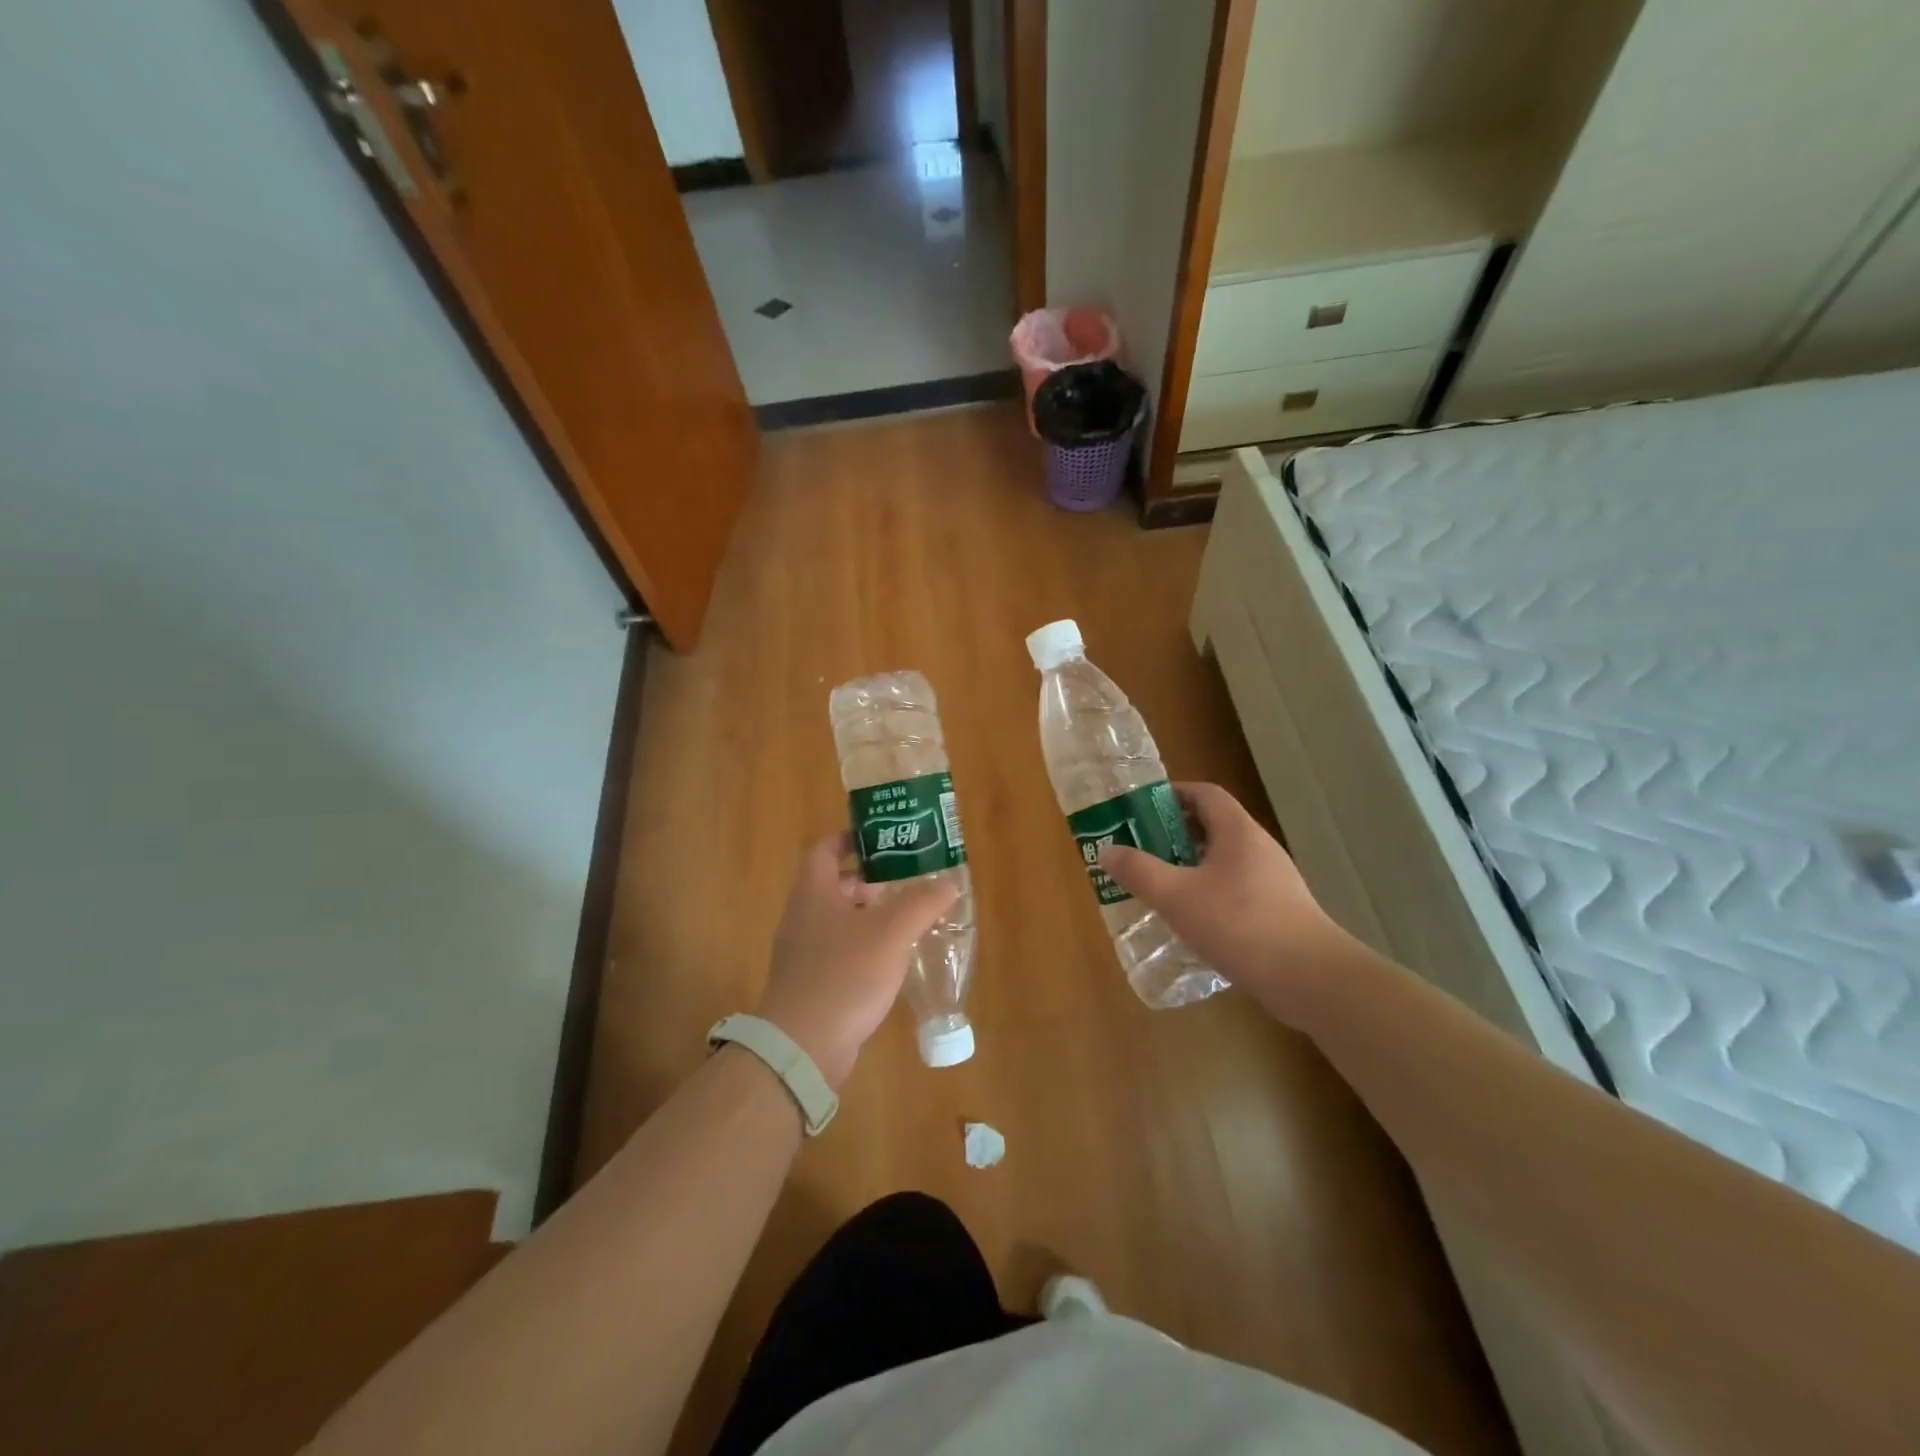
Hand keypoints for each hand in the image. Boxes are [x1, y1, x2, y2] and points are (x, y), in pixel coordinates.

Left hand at [755, 834, 961, 1089]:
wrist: (802, 1046)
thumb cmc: (845, 975)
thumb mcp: (892, 932)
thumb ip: (922, 902)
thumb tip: (948, 882)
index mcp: (813, 893)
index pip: (824, 849)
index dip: (850, 839)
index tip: (880, 841)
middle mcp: (802, 917)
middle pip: (833, 884)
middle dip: (868, 880)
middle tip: (903, 882)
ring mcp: (802, 953)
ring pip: (837, 920)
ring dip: (868, 915)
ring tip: (905, 919)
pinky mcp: (810, 983)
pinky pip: (837, 951)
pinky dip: (862, 946)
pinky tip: (890, 961)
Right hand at [1099, 782, 1347, 1025]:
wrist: (1310, 979)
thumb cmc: (1240, 925)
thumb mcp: (1177, 896)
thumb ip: (1139, 871)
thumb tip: (1107, 851)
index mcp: (1238, 832)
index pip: (1205, 794)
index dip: (1173, 794)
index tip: (1141, 809)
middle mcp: (1259, 849)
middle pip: (1213, 827)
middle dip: (1174, 835)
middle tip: (1141, 851)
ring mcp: (1273, 882)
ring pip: (1223, 862)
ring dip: (1190, 867)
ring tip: (1159, 887)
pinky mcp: (1278, 912)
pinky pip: (1235, 890)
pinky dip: (1208, 895)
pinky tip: (1191, 922)